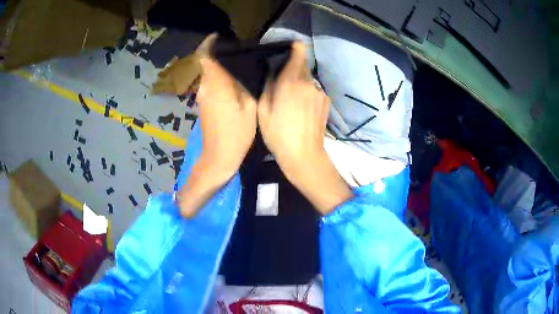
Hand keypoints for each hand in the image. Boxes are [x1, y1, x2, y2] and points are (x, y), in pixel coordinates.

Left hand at [177, 34, 256, 216]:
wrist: (218, 158)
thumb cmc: (236, 134)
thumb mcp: (249, 107)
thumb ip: (245, 84)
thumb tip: (243, 68)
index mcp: (216, 84)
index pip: (204, 57)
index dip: (208, 44)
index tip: (218, 37)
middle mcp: (205, 87)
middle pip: (207, 64)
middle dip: (219, 56)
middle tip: (239, 54)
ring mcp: (202, 97)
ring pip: (209, 74)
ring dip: (220, 68)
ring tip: (240, 68)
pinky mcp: (203, 105)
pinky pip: (210, 85)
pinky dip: (219, 79)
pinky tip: (234, 85)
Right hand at [258, 42, 351, 213]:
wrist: (304, 155)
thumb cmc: (278, 134)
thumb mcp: (263, 110)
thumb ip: (268, 85)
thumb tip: (272, 72)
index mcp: (292, 81)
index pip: (299, 52)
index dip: (295, 47)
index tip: (288, 48)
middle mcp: (309, 82)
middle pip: (302, 66)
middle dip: (292, 69)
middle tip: (280, 81)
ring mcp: (320, 92)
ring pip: (308, 80)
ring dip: (299, 83)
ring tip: (290, 100)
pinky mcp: (325, 102)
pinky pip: (314, 91)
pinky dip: (307, 94)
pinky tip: (301, 109)